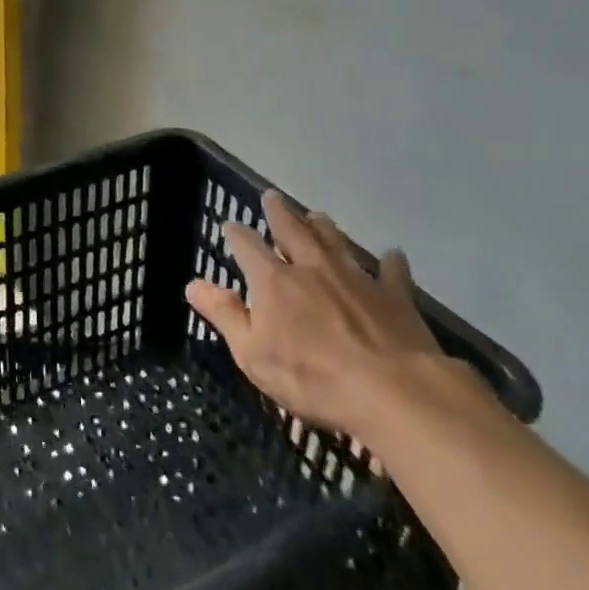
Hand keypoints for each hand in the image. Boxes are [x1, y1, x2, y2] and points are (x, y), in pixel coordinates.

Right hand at [185, 188, 444, 437]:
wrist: (395, 392)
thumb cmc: (313, 377)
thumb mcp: (253, 354)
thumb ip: (225, 315)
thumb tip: (193, 284)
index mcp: (274, 280)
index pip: (247, 245)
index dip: (237, 234)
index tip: (231, 227)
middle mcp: (312, 267)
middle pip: (292, 229)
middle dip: (279, 212)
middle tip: (272, 196)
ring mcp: (356, 278)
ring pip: (335, 241)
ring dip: (323, 227)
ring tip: (318, 216)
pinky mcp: (395, 296)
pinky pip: (391, 271)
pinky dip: (389, 262)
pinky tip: (391, 255)